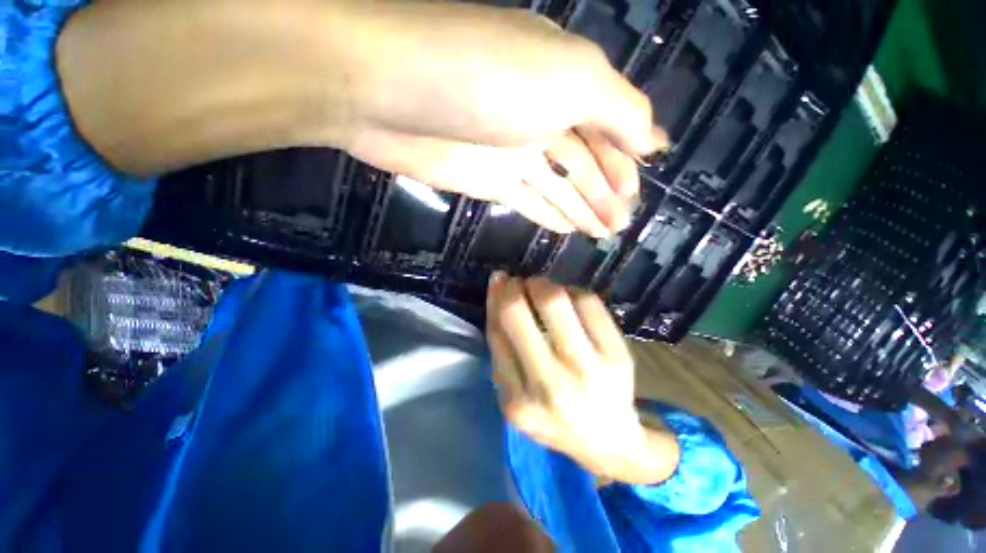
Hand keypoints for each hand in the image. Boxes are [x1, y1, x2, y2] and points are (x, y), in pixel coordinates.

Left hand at [340, 2, 666, 235]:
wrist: (393, 93)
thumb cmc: (490, 78)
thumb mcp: (572, 78)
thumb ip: (619, 111)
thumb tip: (654, 141)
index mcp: (565, 84)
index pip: (608, 129)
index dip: (625, 162)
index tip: (637, 194)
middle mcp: (540, 117)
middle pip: (582, 163)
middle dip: (604, 194)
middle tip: (621, 225)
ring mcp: (510, 154)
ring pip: (556, 186)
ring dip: (581, 209)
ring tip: (602, 233)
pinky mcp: (485, 181)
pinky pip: (526, 200)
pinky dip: (547, 215)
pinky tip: (566, 229)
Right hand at [486, 273, 678, 483]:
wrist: (610, 440)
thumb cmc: (553, 416)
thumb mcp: (515, 395)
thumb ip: (502, 351)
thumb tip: (498, 293)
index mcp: (519, 402)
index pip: (498, 333)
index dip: (495, 298)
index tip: (498, 281)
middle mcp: (552, 385)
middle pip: (519, 312)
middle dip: (513, 286)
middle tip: (518, 282)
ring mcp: (589, 368)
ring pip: (555, 300)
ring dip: (541, 284)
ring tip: (540, 289)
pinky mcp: (618, 353)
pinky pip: (588, 301)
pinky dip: (571, 291)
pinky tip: (568, 299)